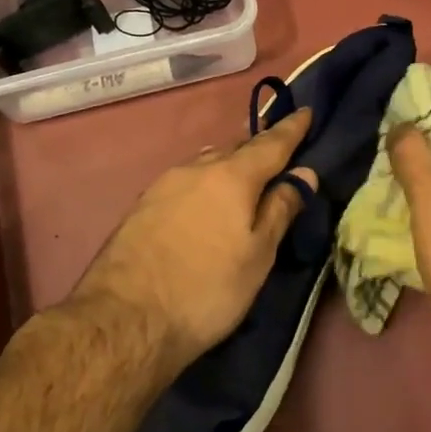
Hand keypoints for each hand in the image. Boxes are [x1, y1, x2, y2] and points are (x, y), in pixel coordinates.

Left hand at [69, 109, 318, 367]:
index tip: (306, 111)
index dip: (292, 128)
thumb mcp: (258, 255)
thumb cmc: (206, 289)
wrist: (124, 320)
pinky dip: (205, 183)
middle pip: (236, 148)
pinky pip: (185, 181)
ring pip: (206, 163)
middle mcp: (196, 169)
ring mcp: (164, 185)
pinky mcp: (142, 206)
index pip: (271, 143)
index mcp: (232, 176)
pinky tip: (205, 201)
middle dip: (259, 148)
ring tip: (243, 177)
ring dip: (229, 164)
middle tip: (278, 152)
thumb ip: (281, 209)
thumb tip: (303, 173)